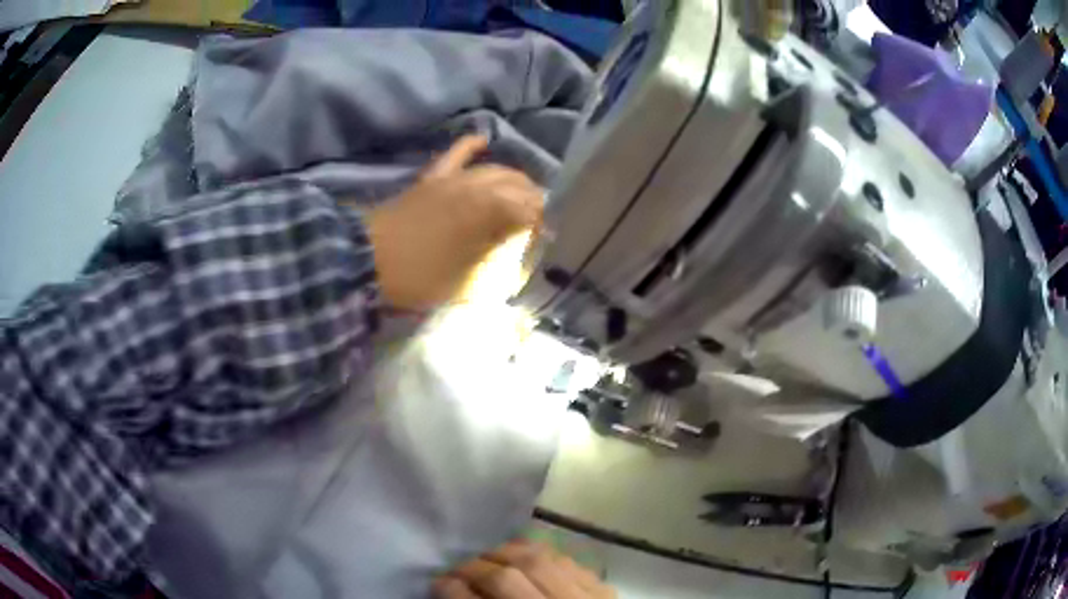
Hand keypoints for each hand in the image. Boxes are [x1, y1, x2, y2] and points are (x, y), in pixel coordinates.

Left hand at [364, 135, 542, 310]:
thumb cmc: (419, 276)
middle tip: (542, 221)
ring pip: (494, 170)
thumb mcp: (465, 283)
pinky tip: (483, 140)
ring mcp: (453, 179)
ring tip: (524, 195)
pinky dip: (470, 147)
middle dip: (535, 201)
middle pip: (518, 186)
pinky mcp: (432, 178)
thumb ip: (495, 267)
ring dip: (514, 180)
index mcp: (490, 212)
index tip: (552, 239)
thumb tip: (515, 259)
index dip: (545, 225)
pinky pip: (455, 155)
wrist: (366, 260)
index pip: (531, 211)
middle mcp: (478, 187)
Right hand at [433, 540, 616, 598]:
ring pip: (539, 560)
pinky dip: (543, 555)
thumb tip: (454, 594)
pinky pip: (569, 562)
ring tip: (488, 558)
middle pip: (507, 579)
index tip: (438, 582)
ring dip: (506, 553)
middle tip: (458, 569)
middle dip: (475, 568)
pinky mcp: (606, 592)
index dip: (451, 590)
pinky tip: (526, 559)